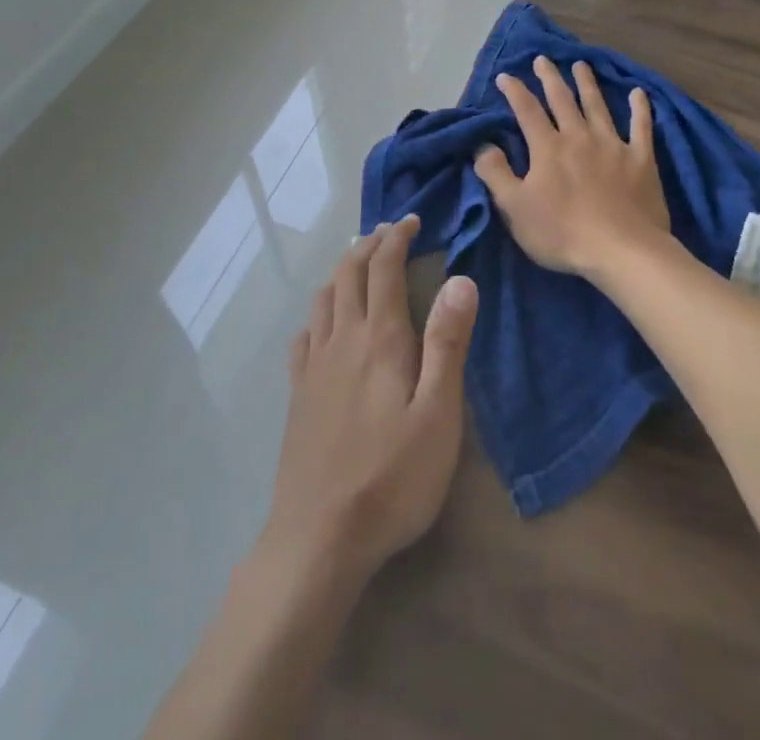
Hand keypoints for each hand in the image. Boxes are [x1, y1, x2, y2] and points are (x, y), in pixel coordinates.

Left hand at [258, 216, 478, 592]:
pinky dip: (319, 311)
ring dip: (343, 270)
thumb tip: (461, 279)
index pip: (384, 268)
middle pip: (349, 274)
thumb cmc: (392, 478)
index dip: (397, 238)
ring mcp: (313, 367)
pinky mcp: (298, 395)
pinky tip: (324, 322)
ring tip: (359, 263)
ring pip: (324, 298)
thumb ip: (448, 343)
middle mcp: (342, 340)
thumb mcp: (438, 414)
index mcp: (379, 339)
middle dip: (370, 244)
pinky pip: (305, 334)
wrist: (318, 538)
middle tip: (390, 231)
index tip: (412, 220)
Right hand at [473, 56, 671, 280]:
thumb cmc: (562, 233)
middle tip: (543, 59)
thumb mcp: (515, 209)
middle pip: (562, 100)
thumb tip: (483, 145)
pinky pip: (641, 127)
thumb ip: (496, 174)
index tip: (506, 76)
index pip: (527, 111)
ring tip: (581, 65)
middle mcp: (579, 136)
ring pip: (597, 106)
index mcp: (548, 148)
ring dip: (588, 84)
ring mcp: (613, 145)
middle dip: (550, 78)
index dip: (515, 91)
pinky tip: (639, 93)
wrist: (621, 250)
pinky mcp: (641, 159)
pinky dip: (640, 109)